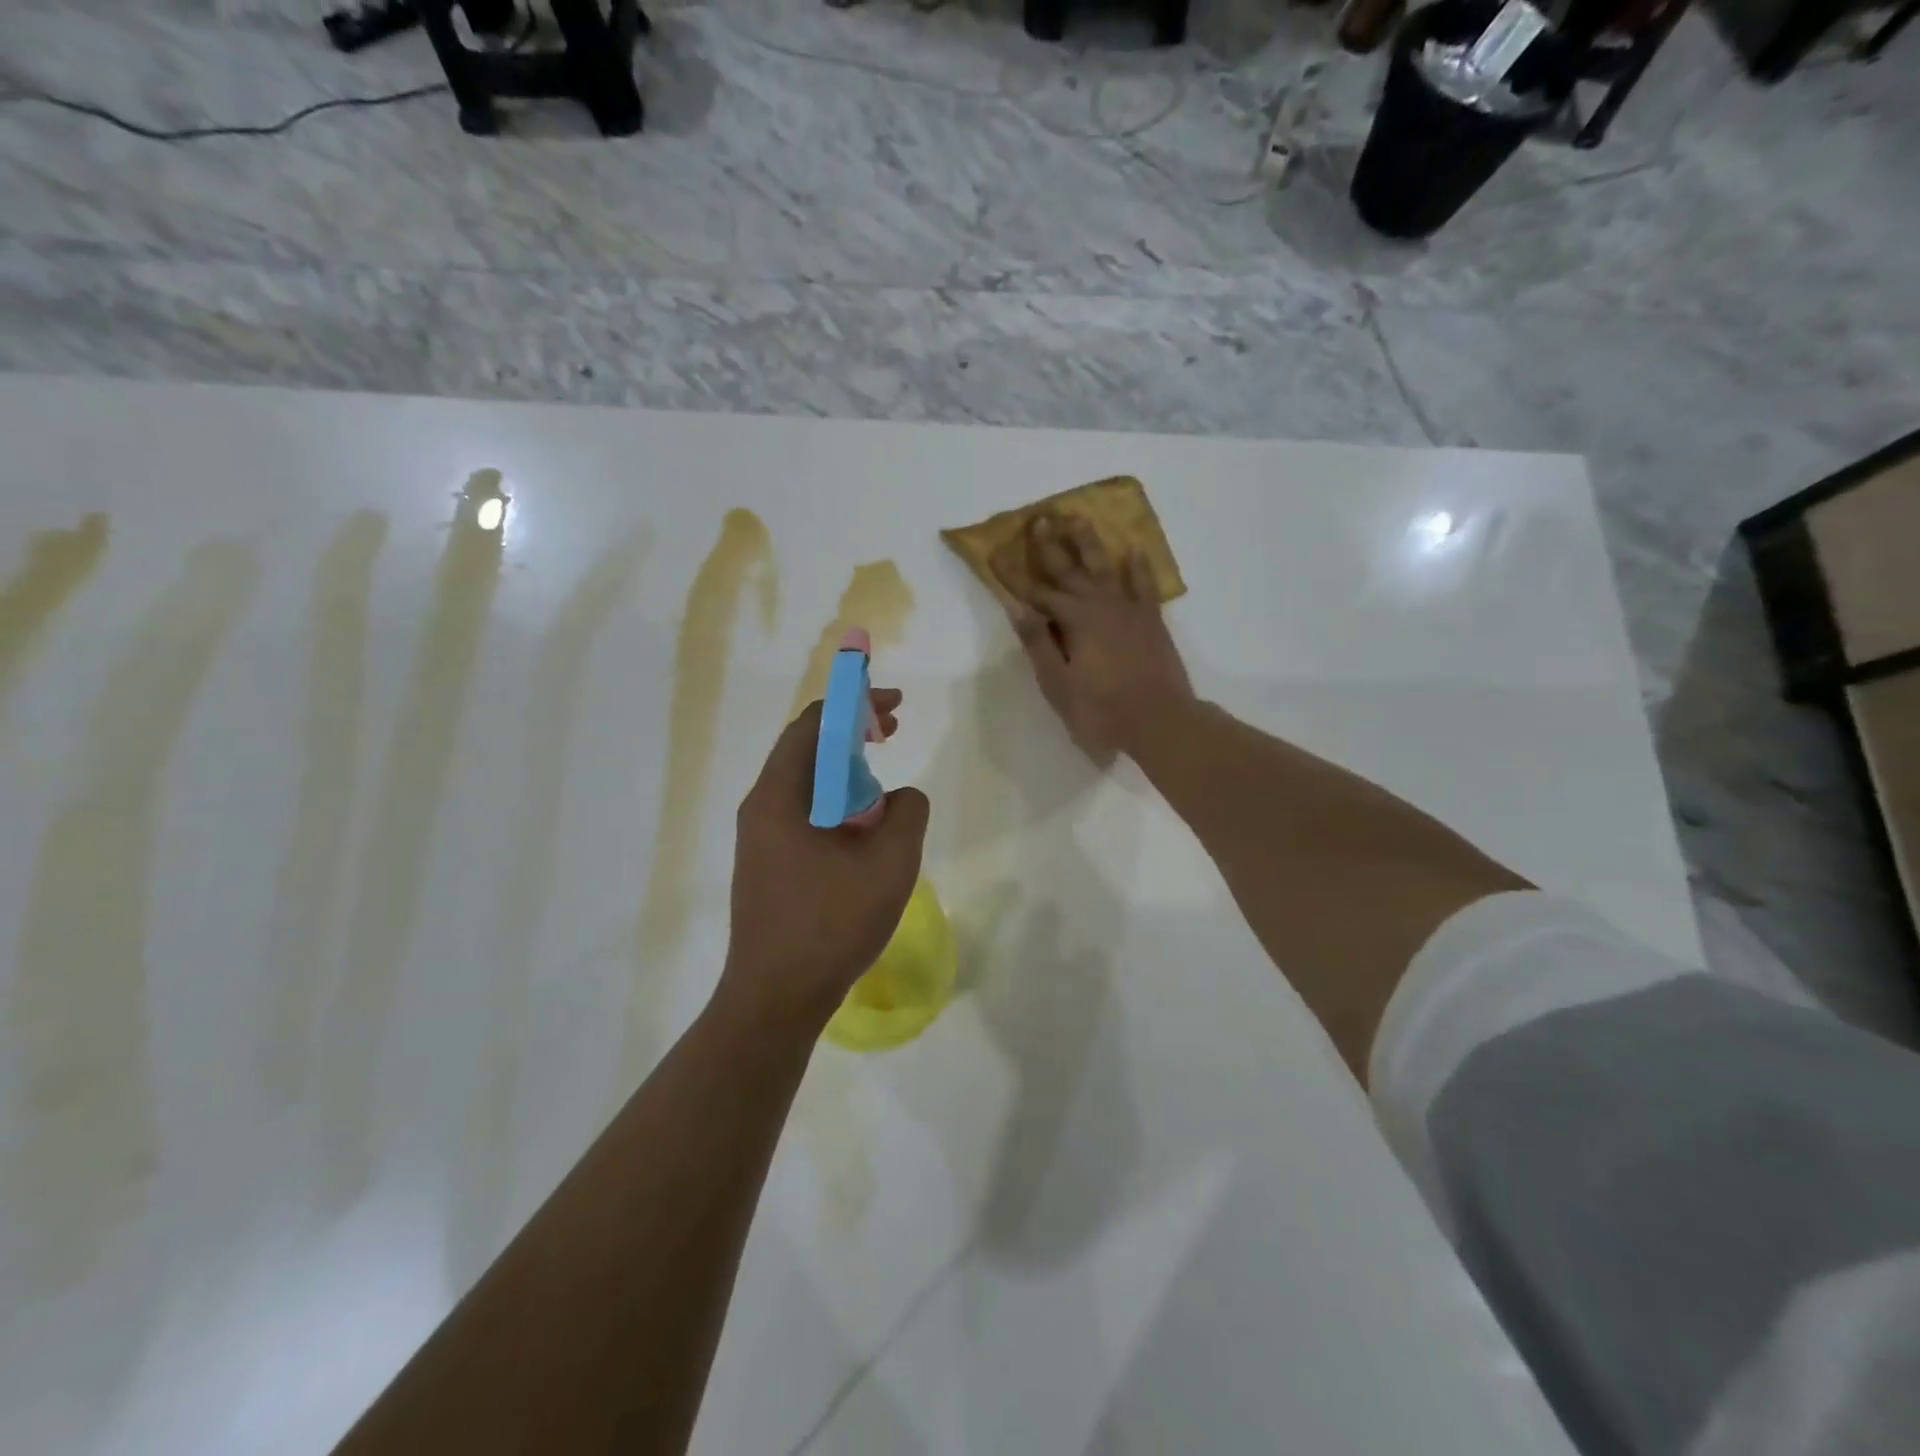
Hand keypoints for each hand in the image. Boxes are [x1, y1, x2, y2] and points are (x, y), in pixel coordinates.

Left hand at [716, 689, 930, 1032]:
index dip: (855, 704)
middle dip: (851, 734)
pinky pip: (803, 815)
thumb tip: (902, 797)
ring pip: (805, 784)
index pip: (814, 724)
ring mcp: (759, 838)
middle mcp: (761, 807)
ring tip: (883, 788)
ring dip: (845, 772)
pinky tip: (862, 831)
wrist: (775, 998)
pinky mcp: (766, 865)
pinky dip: (836, 804)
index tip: (894, 707)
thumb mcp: (890, 862)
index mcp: (780, 795)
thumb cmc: (831, 924)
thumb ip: (908, 811)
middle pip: (806, 749)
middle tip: (891, 733)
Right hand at [993, 514, 1193, 763]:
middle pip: (1069, 570)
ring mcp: (1129, 610)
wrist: (1160, 722)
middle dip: (1051, 545)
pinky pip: (1144, 585)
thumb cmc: (1102, 710)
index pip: (1037, 594)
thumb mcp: (1058, 684)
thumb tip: (1016, 607)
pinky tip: (1133, 551)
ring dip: (1090, 543)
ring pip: (1105, 568)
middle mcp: (1100, 606)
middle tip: (1039, 518)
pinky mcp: (1151, 620)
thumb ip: (1039, 643)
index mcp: (1074, 621)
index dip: (1015, 576)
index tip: (997, 553)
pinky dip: (1139, 567)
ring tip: (1079, 517)